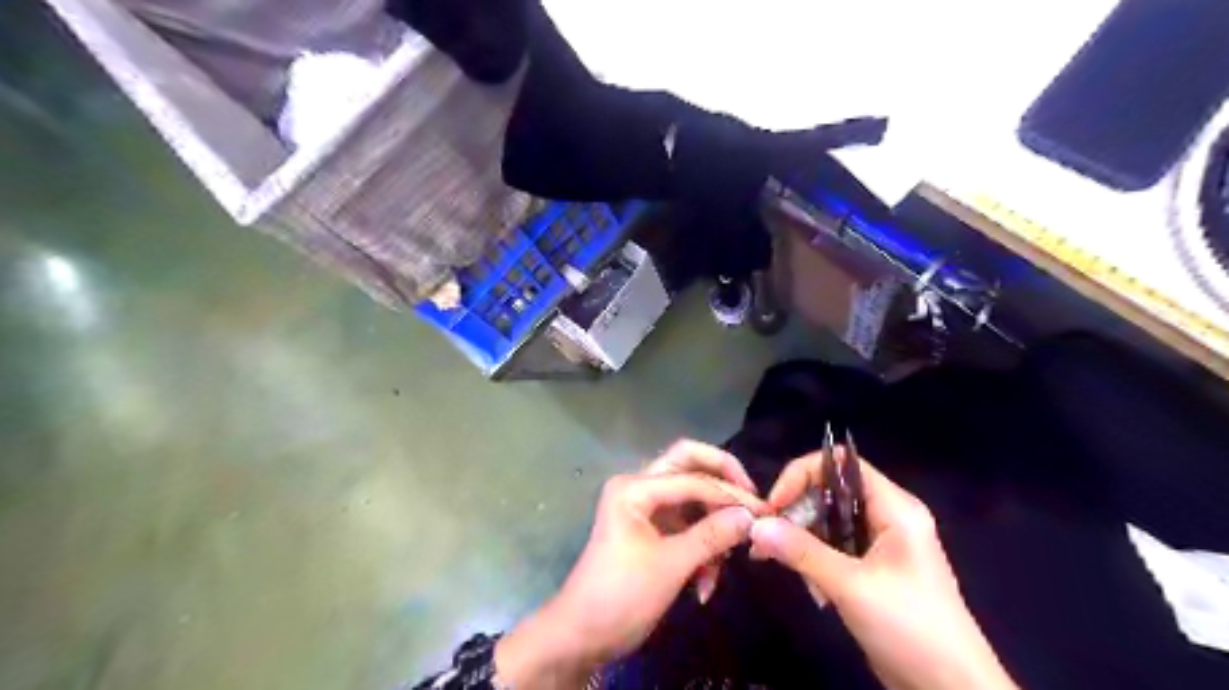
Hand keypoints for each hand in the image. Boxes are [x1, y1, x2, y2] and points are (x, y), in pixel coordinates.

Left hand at [494, 441, 764, 689]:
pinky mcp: (652, 531)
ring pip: (692, 500)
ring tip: (725, 564)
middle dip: (722, 486)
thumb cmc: (620, 596)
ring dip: (712, 529)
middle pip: (689, 467)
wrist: (582, 636)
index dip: (730, 494)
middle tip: (753, 503)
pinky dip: (701, 550)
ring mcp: (645, 509)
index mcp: (635, 488)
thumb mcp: (670, 565)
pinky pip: (687, 527)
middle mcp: (639, 488)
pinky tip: (705, 585)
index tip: (764, 512)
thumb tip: (752, 516)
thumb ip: (712, 536)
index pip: (692, 478)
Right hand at [748, 451, 1017, 689]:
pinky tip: (808, 585)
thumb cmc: (910, 626)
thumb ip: (801, 551)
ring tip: (774, 560)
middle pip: (831, 492)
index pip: (842, 464)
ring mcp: (881, 544)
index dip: (804, 474)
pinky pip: (835, 548)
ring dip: (801, 538)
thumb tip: (755, 525)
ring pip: (829, 522)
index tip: (775, 503)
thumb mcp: (851, 586)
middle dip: (796, 511)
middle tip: (766, 536)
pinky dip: (814, 559)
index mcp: (894, 507)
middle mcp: (888, 517)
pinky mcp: (874, 569)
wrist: (952, 689)